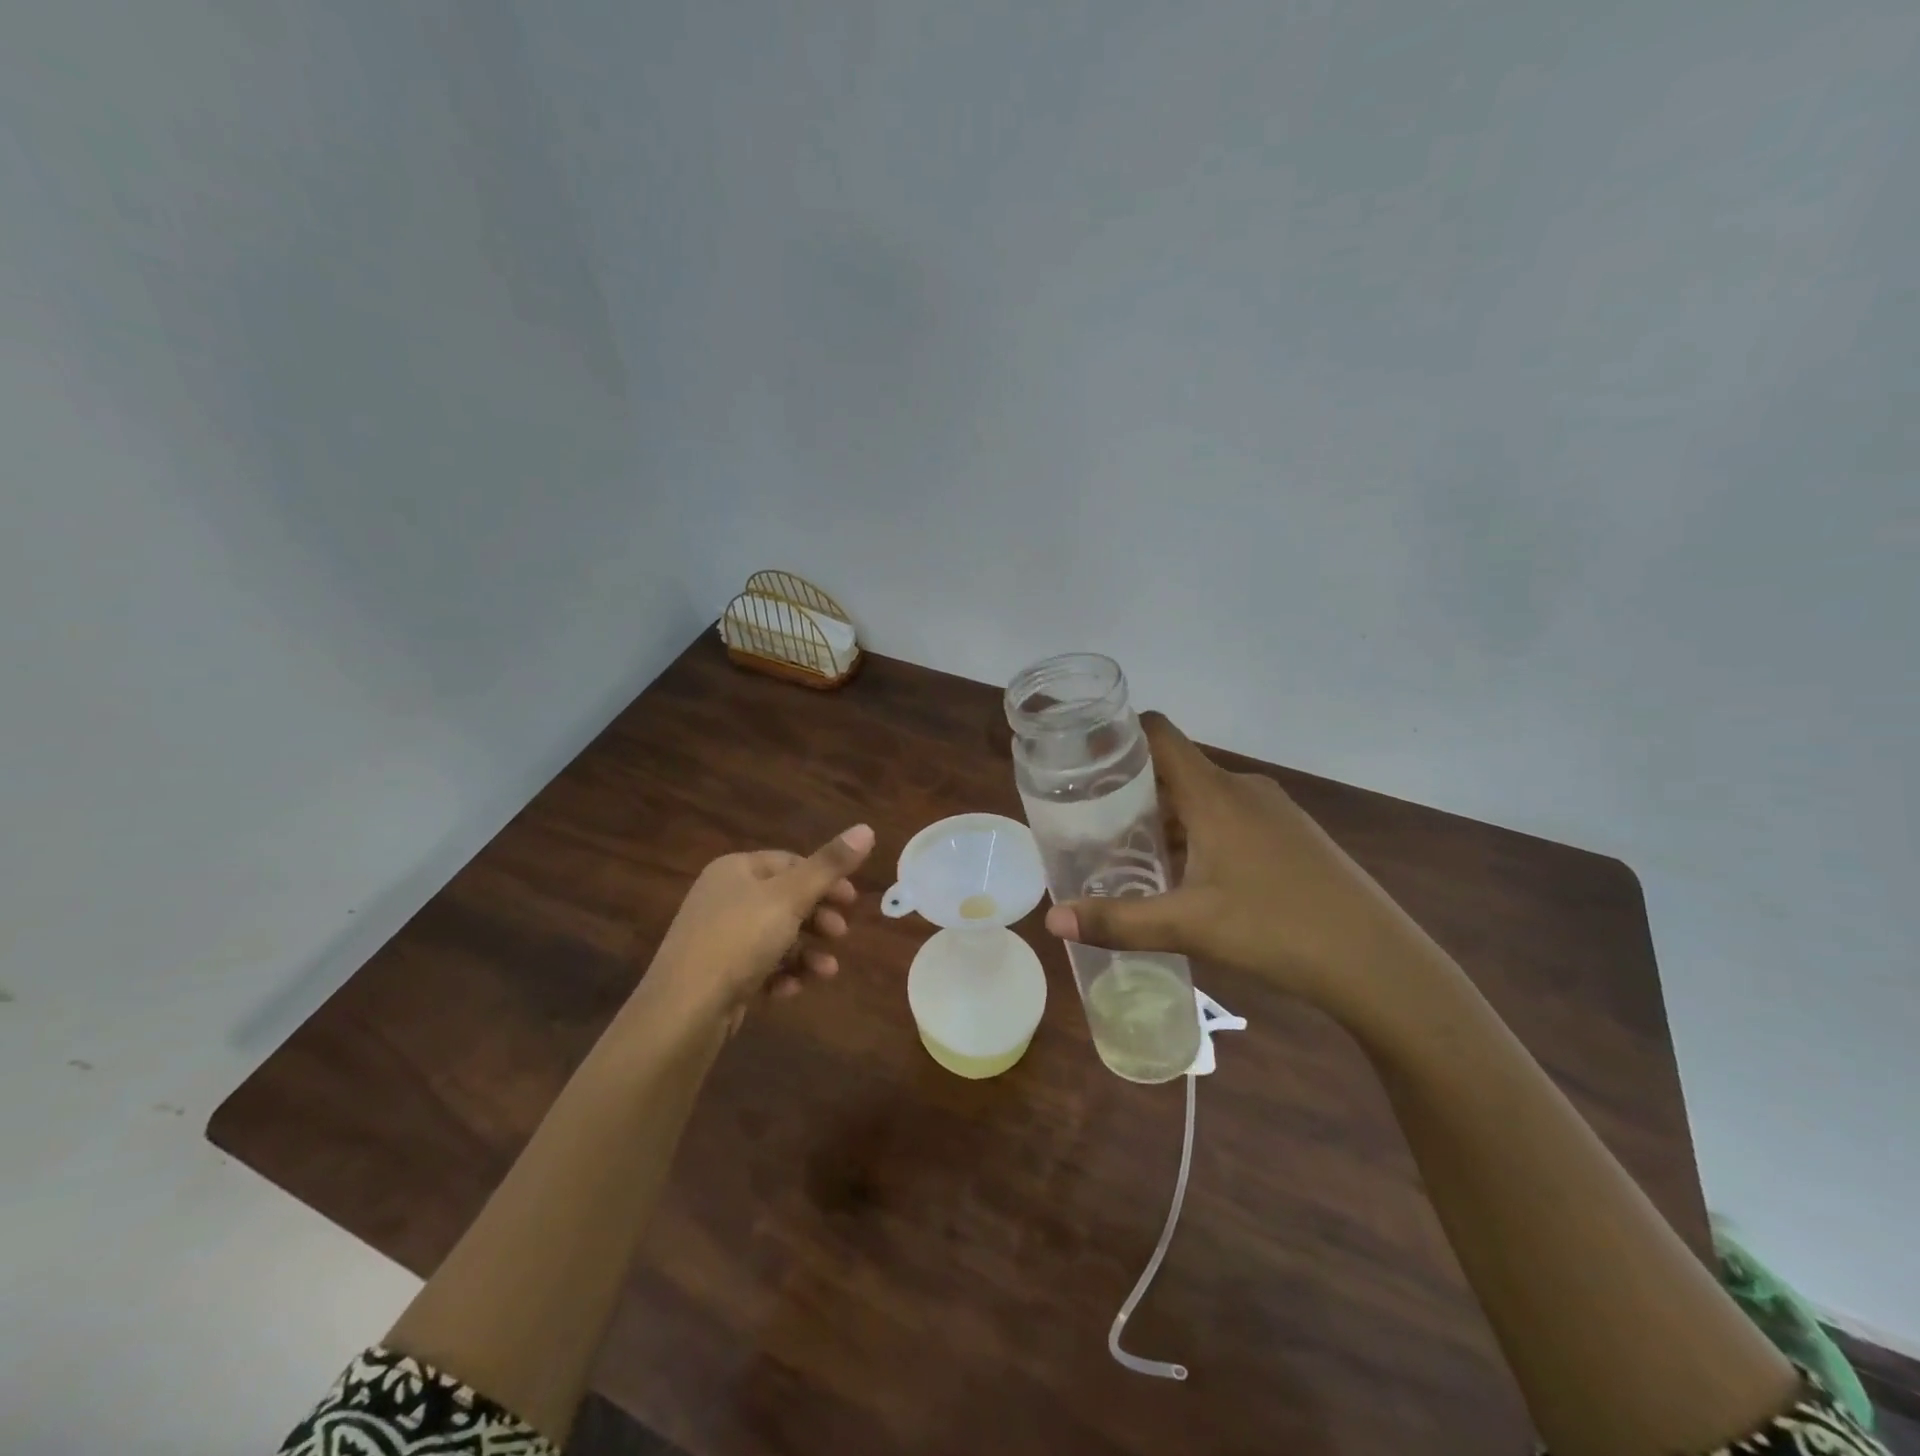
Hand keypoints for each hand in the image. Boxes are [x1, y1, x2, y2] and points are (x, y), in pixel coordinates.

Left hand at [642, 824, 875, 1032]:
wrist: (682, 1012)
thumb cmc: (739, 941)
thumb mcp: (790, 898)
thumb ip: (830, 865)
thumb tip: (867, 828)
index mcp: (735, 870)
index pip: (790, 862)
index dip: (825, 879)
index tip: (852, 901)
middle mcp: (723, 898)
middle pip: (784, 900)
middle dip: (818, 919)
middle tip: (841, 935)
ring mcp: (718, 938)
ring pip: (775, 937)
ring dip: (806, 952)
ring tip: (827, 972)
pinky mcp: (717, 975)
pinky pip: (758, 967)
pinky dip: (781, 975)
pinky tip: (791, 990)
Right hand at [1044, 715, 1433, 1019]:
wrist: (1378, 963)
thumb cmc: (1276, 929)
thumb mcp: (1187, 926)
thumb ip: (1117, 921)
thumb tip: (1053, 920)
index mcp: (1214, 794)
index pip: (1158, 734)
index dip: (1119, 734)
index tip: (1081, 756)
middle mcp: (1243, 789)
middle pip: (1175, 769)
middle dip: (1132, 790)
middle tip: (1091, 820)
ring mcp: (1273, 811)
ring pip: (1204, 798)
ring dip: (1167, 818)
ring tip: (1132, 853)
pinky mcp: (1292, 836)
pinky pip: (1231, 817)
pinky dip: (1200, 833)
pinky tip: (1189, 877)